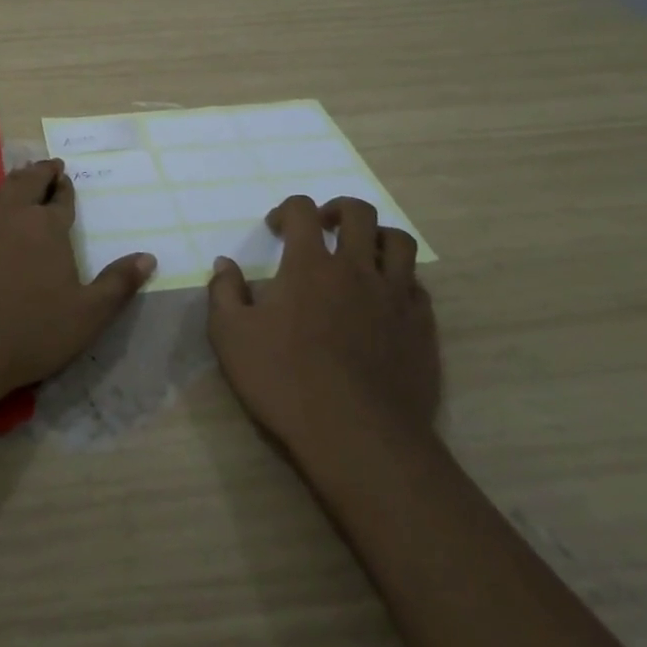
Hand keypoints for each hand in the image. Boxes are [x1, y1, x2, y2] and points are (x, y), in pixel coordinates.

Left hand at [0, 159, 155, 396]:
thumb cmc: (31, 333)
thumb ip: (118, 284)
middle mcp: (15, 215)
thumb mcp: (88, 316)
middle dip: (42, 173)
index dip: (66, 189)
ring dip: (14, 178)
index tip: (68, 179)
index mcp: (49, 228)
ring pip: (0, 189)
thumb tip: (149, 257)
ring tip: (22, 170)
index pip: (62, 200)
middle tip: (50, 166)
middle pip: (30, 183)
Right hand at [208, 195, 439, 454]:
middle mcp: (356, 269)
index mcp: (309, 265)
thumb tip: (224, 263)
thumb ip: (224, 292)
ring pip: (399, 242)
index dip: (287, 209)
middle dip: (338, 210)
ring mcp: (395, 297)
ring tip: (362, 253)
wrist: (358, 437)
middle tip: (323, 227)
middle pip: (359, 213)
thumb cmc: (285, 381)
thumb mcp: (231, 337)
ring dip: (378, 236)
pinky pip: (418, 286)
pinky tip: (386, 299)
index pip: (302, 210)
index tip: (275, 228)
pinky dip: (401, 280)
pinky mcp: (422, 327)